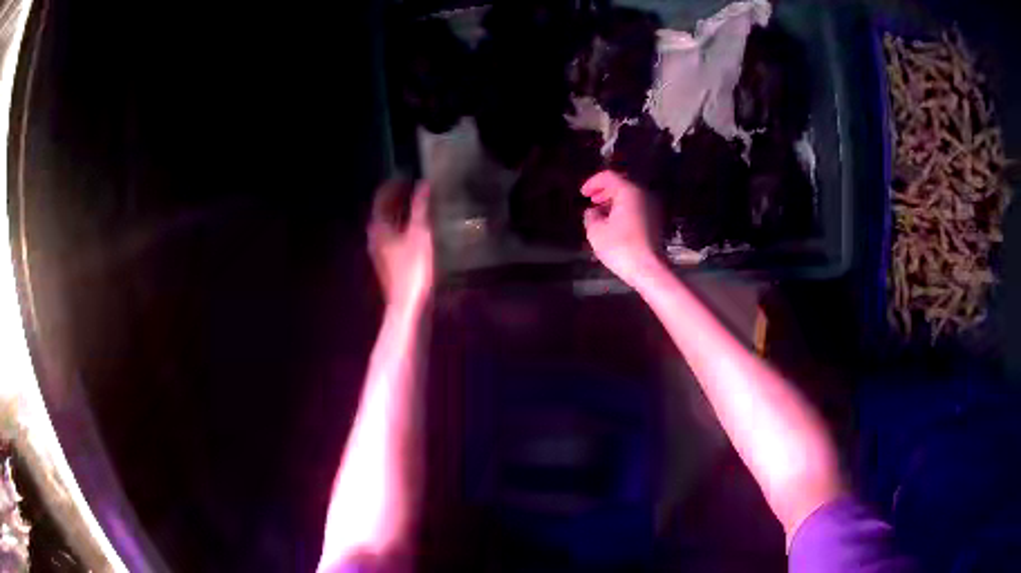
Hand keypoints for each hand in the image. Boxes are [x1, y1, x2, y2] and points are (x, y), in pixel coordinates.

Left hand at [368, 179, 433, 310]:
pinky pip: (395, 235)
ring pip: (390, 223)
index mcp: (378, 226)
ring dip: (402, 211)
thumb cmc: (413, 269)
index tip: (408, 174)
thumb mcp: (420, 233)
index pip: (382, 196)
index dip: (394, 183)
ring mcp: (381, 251)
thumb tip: (424, 184)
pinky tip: (420, 227)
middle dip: (398, 196)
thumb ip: (421, 207)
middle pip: (384, 209)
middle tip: (416, 186)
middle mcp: (375, 236)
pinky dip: (405, 225)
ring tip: (420, 203)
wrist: (409, 306)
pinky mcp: (390, 262)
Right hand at [581, 170, 661, 286]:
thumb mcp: (596, 231)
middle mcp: (643, 195)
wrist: (648, 269)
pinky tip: (613, 223)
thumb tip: (592, 212)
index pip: (609, 177)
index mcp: (629, 192)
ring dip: (613, 202)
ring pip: (630, 197)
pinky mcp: (655, 222)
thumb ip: (590, 216)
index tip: (582, 193)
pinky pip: (636, 208)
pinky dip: (623, 210)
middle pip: (621, 185)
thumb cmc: (620, 247)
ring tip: (599, 213)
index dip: (592, 182)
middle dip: (604, 191)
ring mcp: (652, 208)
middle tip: (591, 200)